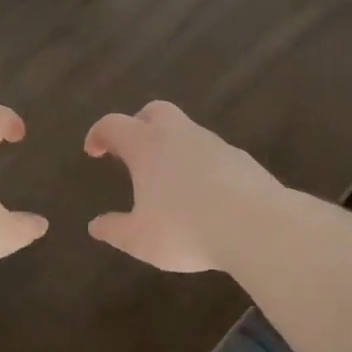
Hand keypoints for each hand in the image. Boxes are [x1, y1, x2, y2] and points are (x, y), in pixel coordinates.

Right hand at [83, 100, 284, 272]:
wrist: (257, 226)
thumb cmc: (186, 229)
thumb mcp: (140, 239)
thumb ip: (115, 230)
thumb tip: (96, 226)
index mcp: (146, 147)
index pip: (114, 125)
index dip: (99, 134)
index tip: (93, 150)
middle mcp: (179, 135)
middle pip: (155, 111)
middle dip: (138, 124)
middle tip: (132, 151)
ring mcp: (214, 144)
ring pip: (187, 131)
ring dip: (172, 146)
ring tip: (168, 180)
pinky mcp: (241, 159)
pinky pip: (212, 153)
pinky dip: (200, 164)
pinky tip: (203, 194)